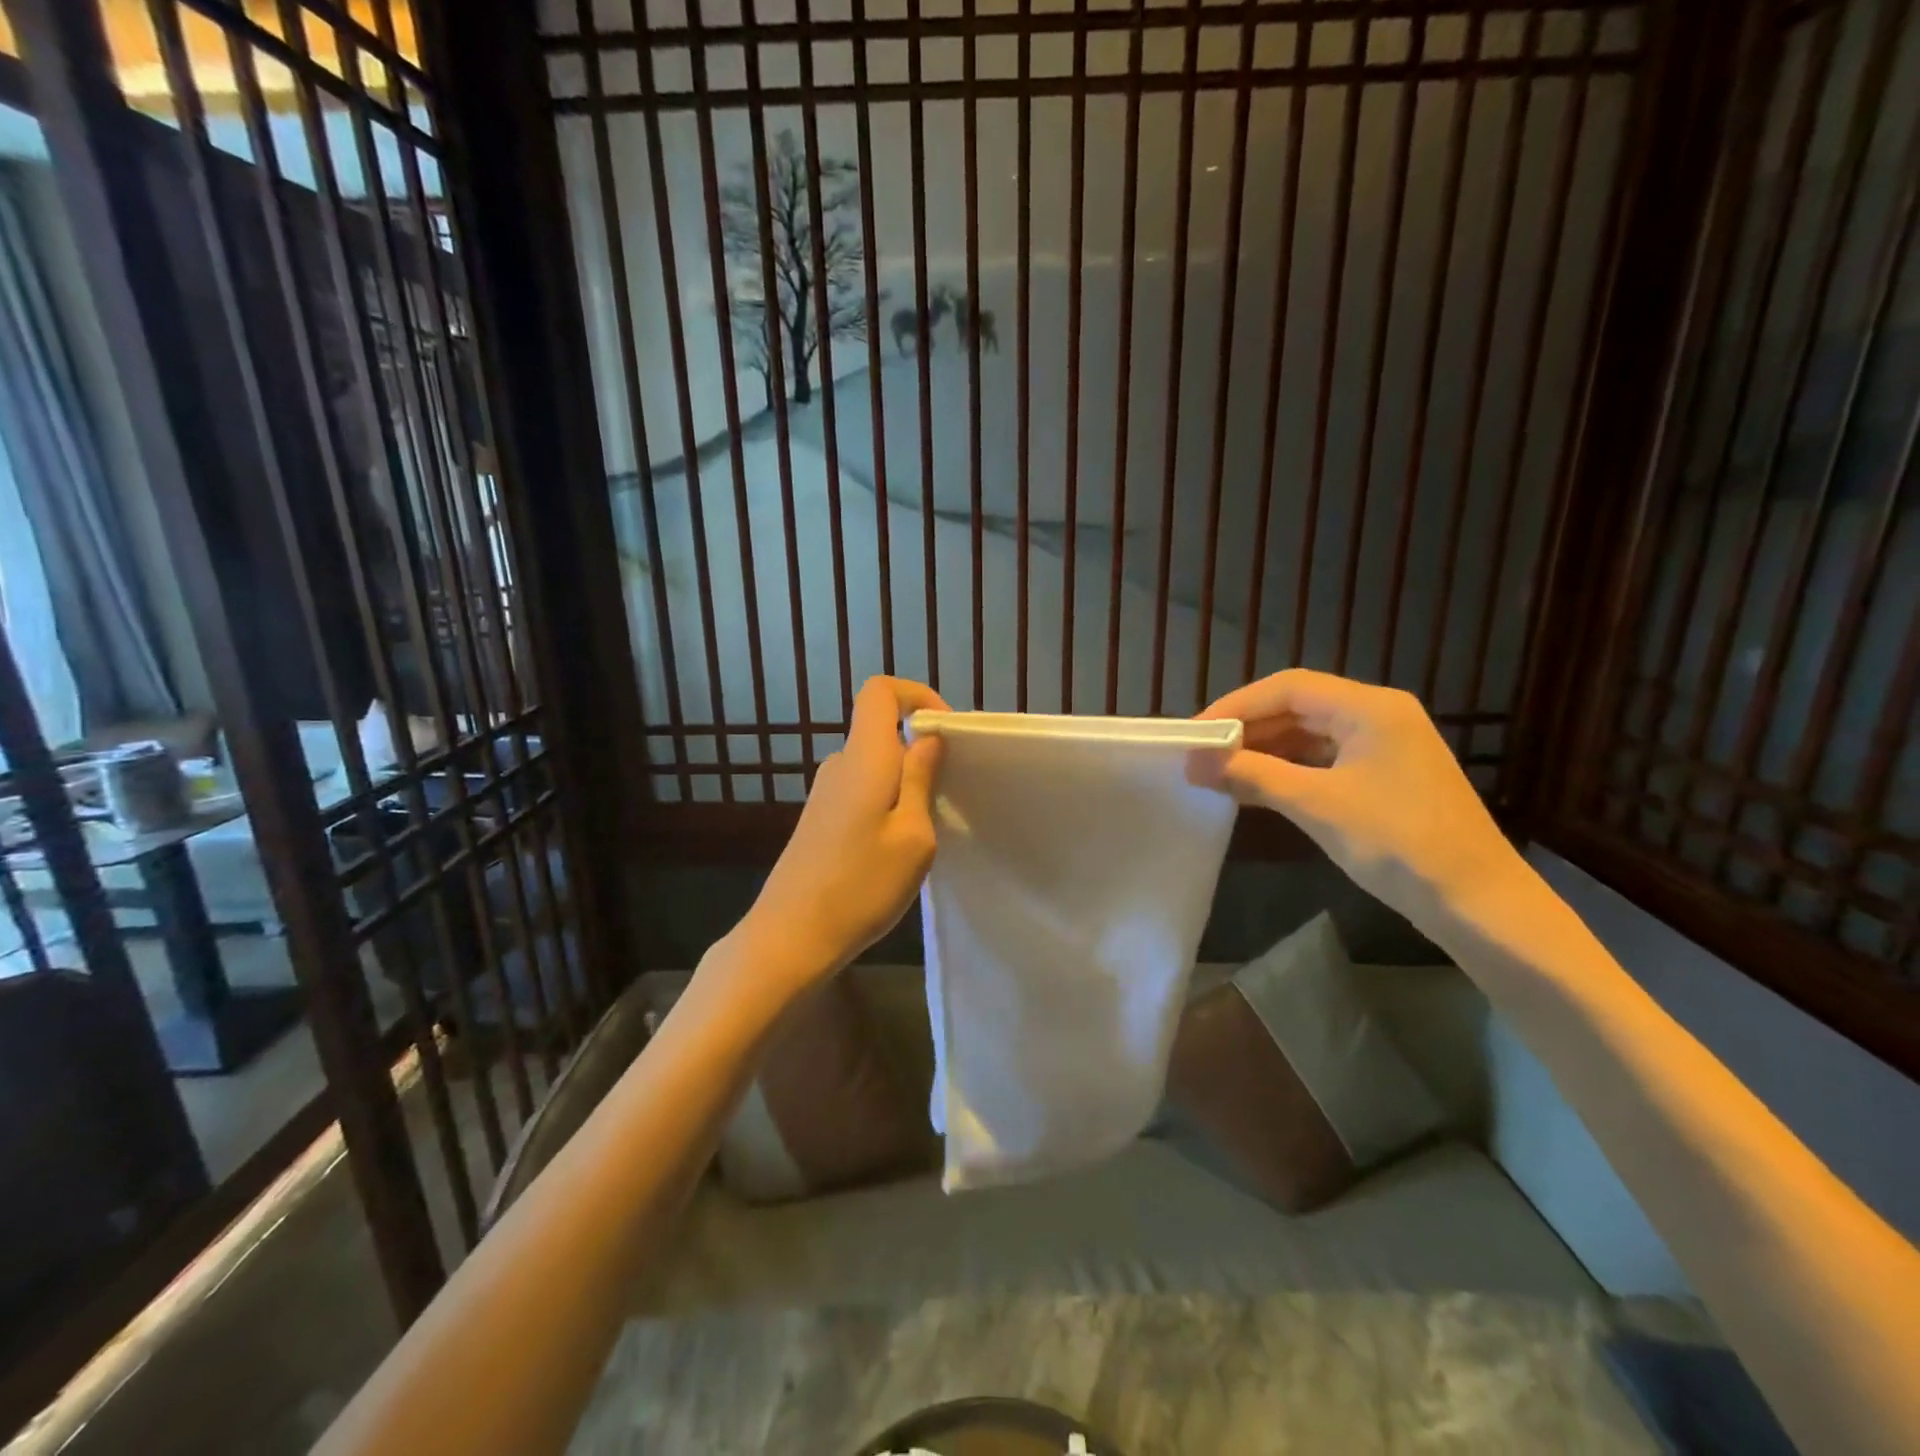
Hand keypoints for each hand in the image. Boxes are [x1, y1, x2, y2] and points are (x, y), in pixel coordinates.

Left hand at [740, 677, 947, 984]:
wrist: (791, 936)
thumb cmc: (862, 885)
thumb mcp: (913, 836)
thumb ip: (921, 779)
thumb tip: (927, 738)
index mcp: (864, 757)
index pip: (880, 691)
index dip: (916, 696)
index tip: (945, 733)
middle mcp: (839, 765)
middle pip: (882, 732)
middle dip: (920, 752)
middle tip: (947, 797)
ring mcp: (825, 793)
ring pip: (875, 767)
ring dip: (905, 785)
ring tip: (924, 834)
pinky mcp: (819, 819)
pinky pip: (861, 791)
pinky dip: (886, 804)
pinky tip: (894, 850)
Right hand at [1196, 669, 1520, 932]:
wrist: (1477, 903)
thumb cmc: (1398, 843)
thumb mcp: (1317, 805)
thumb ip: (1252, 776)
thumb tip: (1192, 763)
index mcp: (1370, 708)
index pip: (1289, 687)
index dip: (1237, 705)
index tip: (1196, 732)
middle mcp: (1378, 716)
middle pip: (1298, 707)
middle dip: (1248, 729)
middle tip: (1202, 754)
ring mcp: (1384, 747)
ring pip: (1309, 735)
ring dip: (1264, 751)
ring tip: (1220, 771)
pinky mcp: (1384, 777)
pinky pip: (1323, 760)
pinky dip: (1287, 770)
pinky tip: (1257, 788)